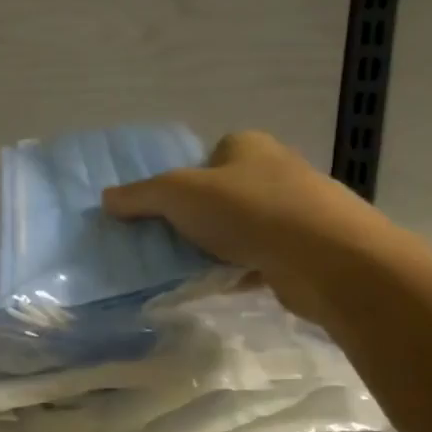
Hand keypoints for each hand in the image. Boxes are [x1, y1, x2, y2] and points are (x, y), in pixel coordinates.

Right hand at [101, 131, 398, 319]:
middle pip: (219, 193)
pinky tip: (210, 285)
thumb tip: (106, 199)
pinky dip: (232, 271)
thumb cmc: (248, 210)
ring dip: (212, 246)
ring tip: (180, 266)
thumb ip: (139, 196)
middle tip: (160, 239)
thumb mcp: (177, 194)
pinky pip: (254, 258)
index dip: (180, 178)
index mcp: (247, 146)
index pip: (207, 155)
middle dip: (192, 216)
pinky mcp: (301, 250)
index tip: (159, 207)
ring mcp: (293, 212)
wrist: (325, 258)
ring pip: (237, 228)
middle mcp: (274, 172)